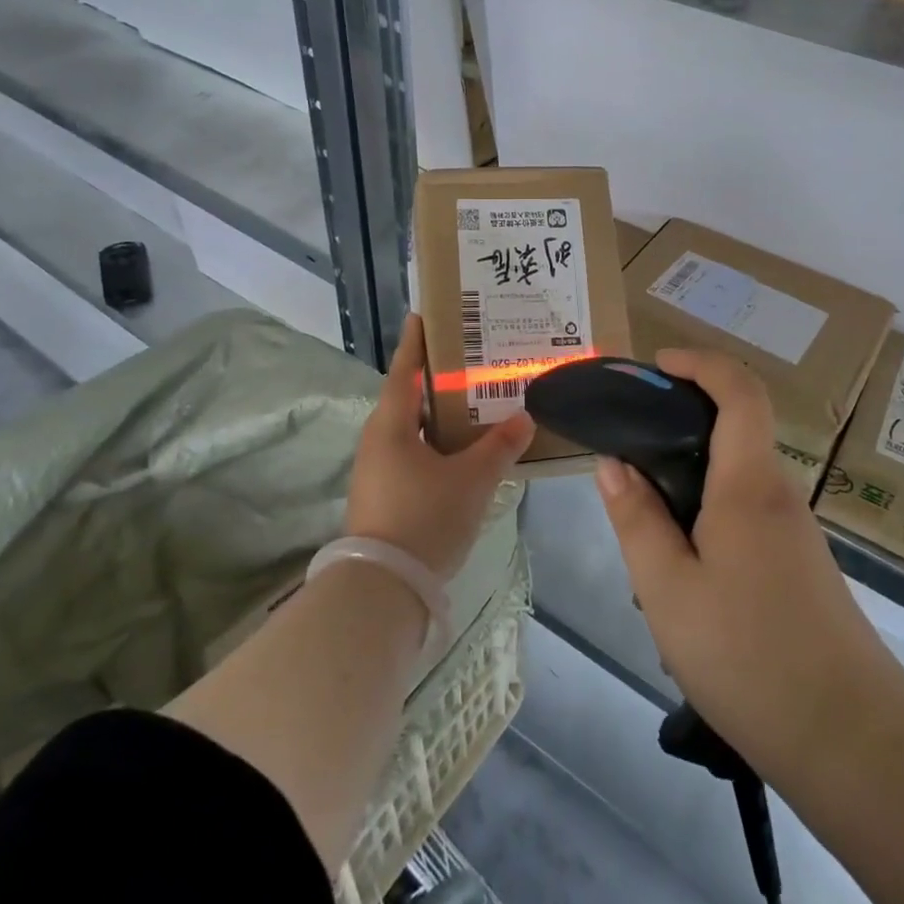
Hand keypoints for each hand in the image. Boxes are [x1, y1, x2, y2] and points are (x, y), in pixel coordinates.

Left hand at [345, 315, 534, 580]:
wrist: (384, 588)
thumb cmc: (425, 517)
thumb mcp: (472, 480)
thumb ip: (500, 446)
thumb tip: (525, 418)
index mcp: (391, 426)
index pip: (404, 371)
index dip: (416, 343)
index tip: (423, 315)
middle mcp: (378, 442)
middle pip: (409, 399)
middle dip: (437, 379)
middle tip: (469, 360)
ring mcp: (378, 472)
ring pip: (413, 430)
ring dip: (439, 416)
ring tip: (474, 404)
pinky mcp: (384, 497)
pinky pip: (414, 455)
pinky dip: (437, 445)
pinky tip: (463, 452)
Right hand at [595, 349, 893, 779]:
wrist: (853, 740)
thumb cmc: (749, 657)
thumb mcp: (668, 591)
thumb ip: (637, 520)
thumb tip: (613, 464)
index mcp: (749, 485)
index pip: (740, 392)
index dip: (701, 363)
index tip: (657, 366)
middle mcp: (778, 494)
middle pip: (738, 427)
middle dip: (683, 417)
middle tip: (629, 442)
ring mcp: (795, 530)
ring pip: (738, 475)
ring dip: (691, 474)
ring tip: (641, 516)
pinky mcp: (799, 563)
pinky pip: (747, 511)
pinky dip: (708, 509)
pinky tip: (680, 564)